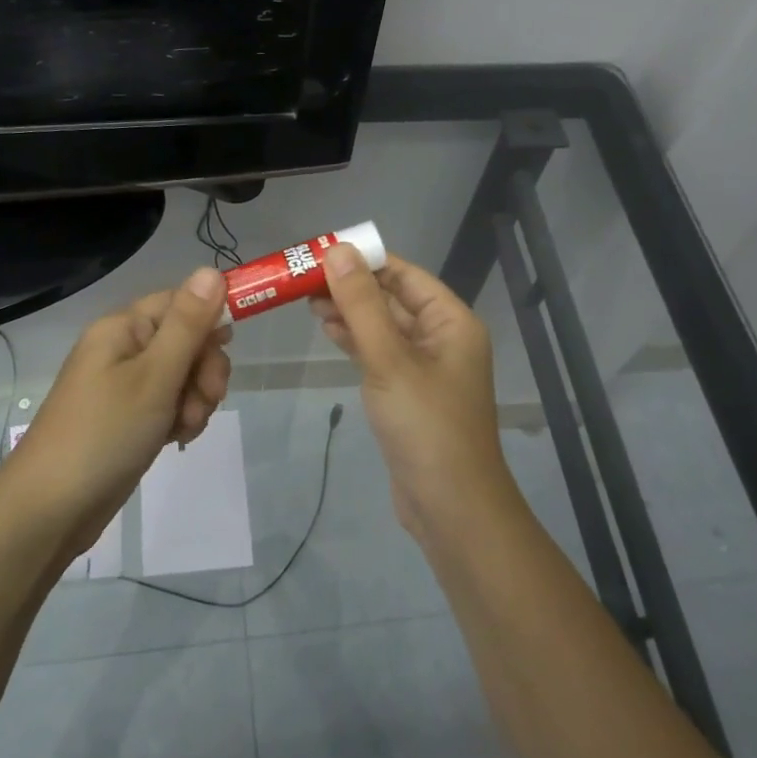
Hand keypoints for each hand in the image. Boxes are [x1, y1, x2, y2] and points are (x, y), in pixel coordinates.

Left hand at [1, 267, 231, 554]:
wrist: (51, 509)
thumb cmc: (105, 433)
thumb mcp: (154, 376)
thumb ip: (188, 324)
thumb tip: (211, 269)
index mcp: (123, 328)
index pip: (180, 301)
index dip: (210, 318)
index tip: (233, 345)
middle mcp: (123, 349)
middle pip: (187, 340)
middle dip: (204, 369)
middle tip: (204, 399)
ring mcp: (125, 386)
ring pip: (183, 376)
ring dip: (195, 399)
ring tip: (183, 427)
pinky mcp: (129, 418)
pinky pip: (169, 404)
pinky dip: (180, 419)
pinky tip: (176, 440)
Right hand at [312, 245, 518, 539]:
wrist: (450, 506)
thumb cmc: (425, 425)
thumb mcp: (389, 359)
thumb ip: (362, 305)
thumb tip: (338, 251)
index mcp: (451, 322)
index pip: (406, 274)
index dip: (366, 259)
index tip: (322, 252)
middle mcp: (442, 338)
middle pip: (393, 299)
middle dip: (352, 286)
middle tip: (304, 278)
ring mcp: (425, 368)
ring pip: (384, 327)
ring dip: (351, 313)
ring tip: (307, 301)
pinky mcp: (408, 393)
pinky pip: (381, 354)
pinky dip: (356, 341)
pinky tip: (329, 330)